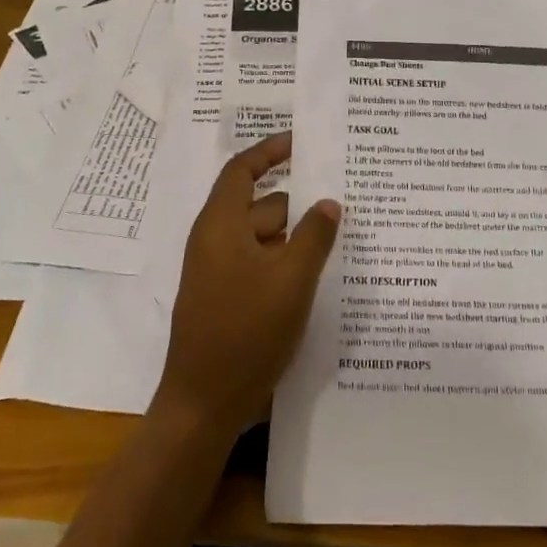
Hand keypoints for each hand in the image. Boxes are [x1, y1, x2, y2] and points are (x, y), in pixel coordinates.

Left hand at [154, 133, 340, 436]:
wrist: (203, 405)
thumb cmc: (246, 332)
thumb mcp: (291, 280)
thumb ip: (314, 236)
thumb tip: (328, 202)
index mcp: (221, 225)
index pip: (243, 170)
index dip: (270, 151)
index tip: (301, 142)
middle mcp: (215, 241)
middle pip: (261, 206)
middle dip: (299, 203)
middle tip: (342, 200)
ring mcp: (219, 272)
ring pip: (264, 239)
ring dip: (296, 237)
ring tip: (340, 239)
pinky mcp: (226, 298)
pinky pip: (260, 264)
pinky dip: (286, 262)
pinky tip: (318, 275)